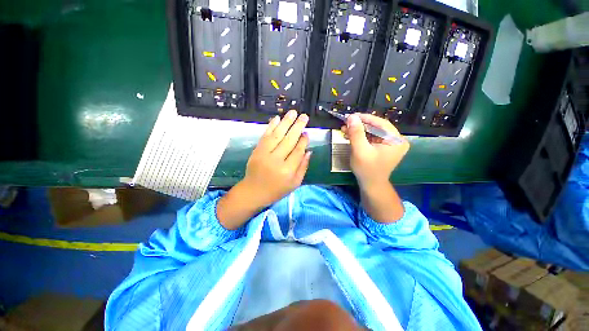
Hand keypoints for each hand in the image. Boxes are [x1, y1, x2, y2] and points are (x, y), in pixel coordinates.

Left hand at [243, 110, 311, 206]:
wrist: (253, 191)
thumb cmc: (277, 190)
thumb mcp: (295, 183)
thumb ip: (303, 167)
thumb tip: (309, 151)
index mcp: (288, 171)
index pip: (298, 151)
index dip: (303, 141)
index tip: (307, 133)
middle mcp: (276, 160)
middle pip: (289, 140)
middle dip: (298, 127)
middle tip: (304, 116)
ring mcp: (265, 154)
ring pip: (277, 135)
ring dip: (286, 122)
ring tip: (293, 112)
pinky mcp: (256, 151)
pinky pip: (265, 136)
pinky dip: (271, 126)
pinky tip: (277, 118)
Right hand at [341, 113, 409, 187]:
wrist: (371, 185)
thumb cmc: (367, 169)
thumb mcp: (360, 150)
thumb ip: (356, 133)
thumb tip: (352, 117)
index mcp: (395, 140)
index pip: (381, 123)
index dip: (365, 118)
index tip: (351, 116)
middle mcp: (396, 140)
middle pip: (376, 127)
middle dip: (359, 126)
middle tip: (346, 123)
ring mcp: (390, 144)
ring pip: (372, 132)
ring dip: (358, 131)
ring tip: (345, 130)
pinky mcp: (383, 148)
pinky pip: (372, 138)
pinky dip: (361, 137)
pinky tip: (350, 136)